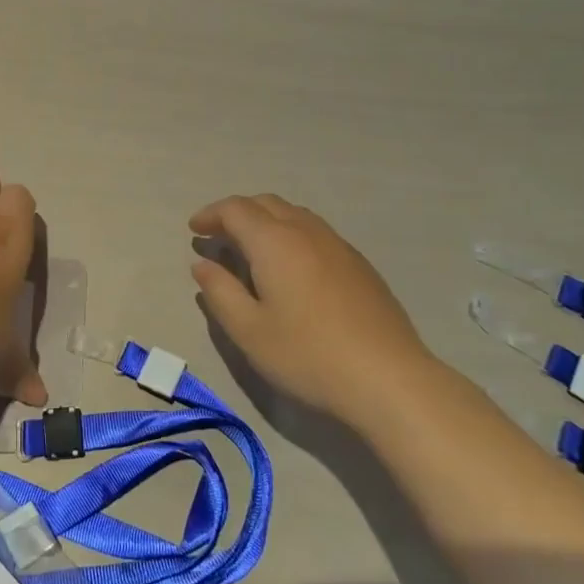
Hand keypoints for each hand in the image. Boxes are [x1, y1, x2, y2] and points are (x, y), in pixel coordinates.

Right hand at [189, 194, 431, 418]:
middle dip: (237, 213)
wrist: (389, 379)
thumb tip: (203, 265)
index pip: (235, 210)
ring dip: (266, 221)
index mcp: (274, 242)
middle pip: (265, 203)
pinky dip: (291, 235)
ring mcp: (338, 246)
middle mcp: (306, 232)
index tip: (194, 230)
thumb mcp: (249, 331)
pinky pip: (316, 232)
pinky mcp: (360, 265)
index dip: (211, 215)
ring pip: (294, 214)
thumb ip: (220, 292)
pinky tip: (292, 268)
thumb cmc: (307, 355)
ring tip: (251, 249)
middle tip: (218, 236)